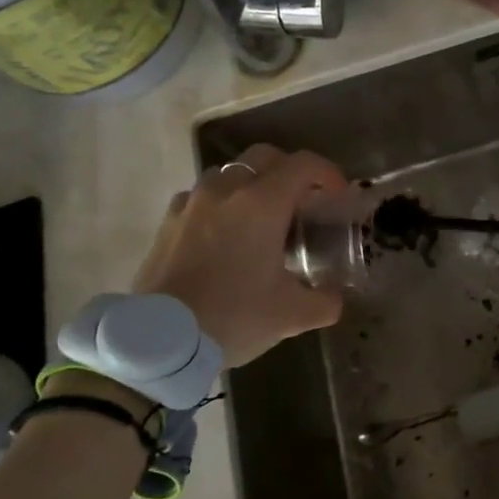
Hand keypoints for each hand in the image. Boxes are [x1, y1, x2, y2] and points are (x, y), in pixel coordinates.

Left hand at [132, 145, 348, 367]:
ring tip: (261, 218)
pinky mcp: (167, 222)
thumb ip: (324, 301)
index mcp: (262, 204)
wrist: (160, 341)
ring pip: (228, 173)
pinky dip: (220, 205)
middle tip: (302, 201)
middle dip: (289, 170)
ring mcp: (192, 203)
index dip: (328, 173)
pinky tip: (224, 236)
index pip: (303, 165)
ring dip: (251, 185)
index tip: (338, 195)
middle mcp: (226, 191)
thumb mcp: (292, 315)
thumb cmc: (233, 317)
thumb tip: (335, 298)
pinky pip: (200, 197)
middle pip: (263, 157)